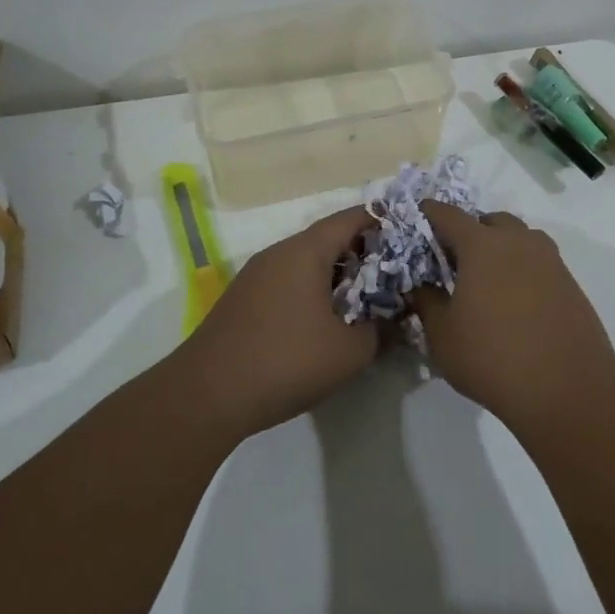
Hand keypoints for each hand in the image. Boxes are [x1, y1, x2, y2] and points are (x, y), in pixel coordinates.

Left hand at [175, 205, 378, 440]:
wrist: (206, 394)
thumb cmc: (285, 361)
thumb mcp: (348, 352)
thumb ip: (380, 331)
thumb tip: (396, 321)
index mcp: (304, 251)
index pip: (349, 219)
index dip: (381, 221)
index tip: (408, 233)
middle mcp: (278, 253)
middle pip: (327, 239)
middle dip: (362, 252)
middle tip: (393, 273)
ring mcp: (256, 275)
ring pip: (305, 262)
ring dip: (336, 275)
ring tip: (364, 299)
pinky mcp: (243, 300)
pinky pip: (287, 281)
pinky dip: (312, 290)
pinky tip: (325, 320)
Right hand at [412, 203, 614, 427]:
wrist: (569, 389)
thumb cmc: (493, 357)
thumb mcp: (443, 335)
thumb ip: (427, 302)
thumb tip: (422, 286)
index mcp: (481, 245)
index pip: (448, 214)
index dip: (430, 213)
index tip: (418, 218)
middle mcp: (518, 242)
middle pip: (490, 221)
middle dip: (470, 232)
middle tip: (454, 260)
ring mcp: (550, 261)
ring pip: (519, 239)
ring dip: (501, 249)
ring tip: (486, 281)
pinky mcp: (570, 284)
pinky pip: (539, 263)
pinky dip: (522, 271)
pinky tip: (514, 303)